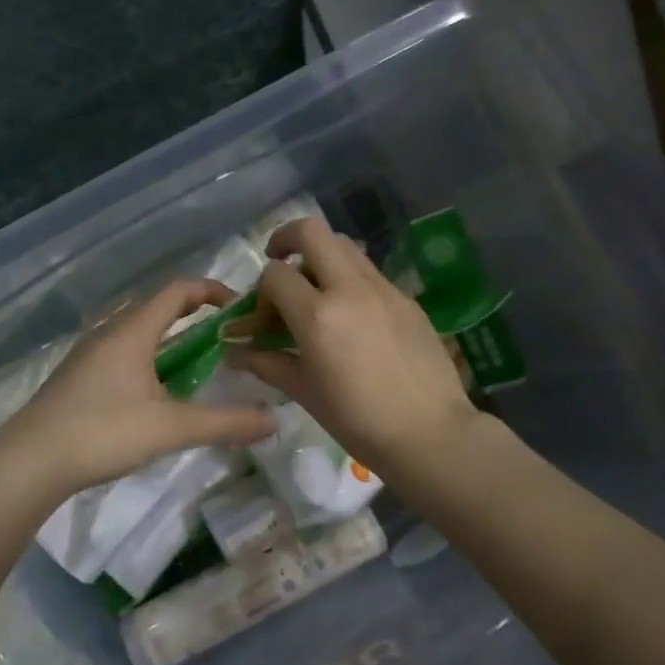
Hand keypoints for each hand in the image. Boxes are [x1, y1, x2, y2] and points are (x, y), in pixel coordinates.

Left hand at [0, 279, 274, 500]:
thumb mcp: (172, 428)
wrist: (30, 461)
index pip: (178, 290)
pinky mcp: (78, 377)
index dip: (212, 291)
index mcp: (132, 330)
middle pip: (158, 308)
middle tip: (226, 339)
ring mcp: (89, 354)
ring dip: (170, 341)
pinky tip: (156, 394)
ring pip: (138, 333)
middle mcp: (109, 332)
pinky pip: (122, 353)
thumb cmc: (103, 431)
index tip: (239, 308)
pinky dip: (149, 360)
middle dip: (194, 317)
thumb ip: (226, 422)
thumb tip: (275, 418)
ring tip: (198, 367)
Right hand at [229, 215, 477, 476]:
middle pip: (311, 231)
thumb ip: (266, 362)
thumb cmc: (358, 420)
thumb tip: (234, 351)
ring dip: (322, 257)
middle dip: (287, 239)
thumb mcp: (304, 392)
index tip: (265, 318)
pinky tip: (353, 317)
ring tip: (317, 291)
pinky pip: (370, 272)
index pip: (275, 274)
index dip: (261, 292)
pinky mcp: (407, 298)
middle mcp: (349, 288)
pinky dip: (351, 280)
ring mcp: (383, 289)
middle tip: (281, 263)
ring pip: (345, 246)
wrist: (430, 433)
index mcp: (318, 315)